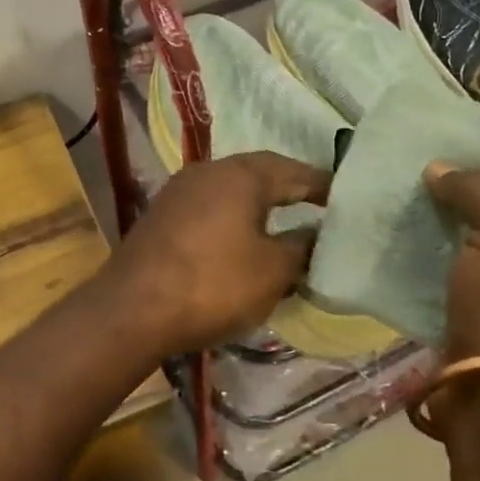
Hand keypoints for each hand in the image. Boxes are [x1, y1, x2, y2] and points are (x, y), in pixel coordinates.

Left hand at [108, 152, 328, 358]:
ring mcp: (180, 192)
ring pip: (232, 191)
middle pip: (260, 174)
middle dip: (289, 189)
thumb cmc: (213, 284)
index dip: (323, 185)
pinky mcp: (161, 216)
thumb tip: (316, 234)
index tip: (346, 198)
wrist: (132, 309)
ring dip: (259, 205)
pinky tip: (240, 241)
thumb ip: (301, 247)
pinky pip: (210, 208)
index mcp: (241, 175)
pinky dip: (232, 220)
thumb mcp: (272, 271)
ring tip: (283, 225)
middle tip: (318, 206)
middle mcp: (209, 171)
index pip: (294, 171)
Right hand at [425, 164, 479, 366]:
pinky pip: (460, 286)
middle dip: (461, 208)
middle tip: (418, 191)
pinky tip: (408, 258)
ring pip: (477, 255)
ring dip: (445, 241)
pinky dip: (437, 273)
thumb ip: (475, 188)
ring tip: (405, 220)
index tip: (442, 168)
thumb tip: (439, 167)